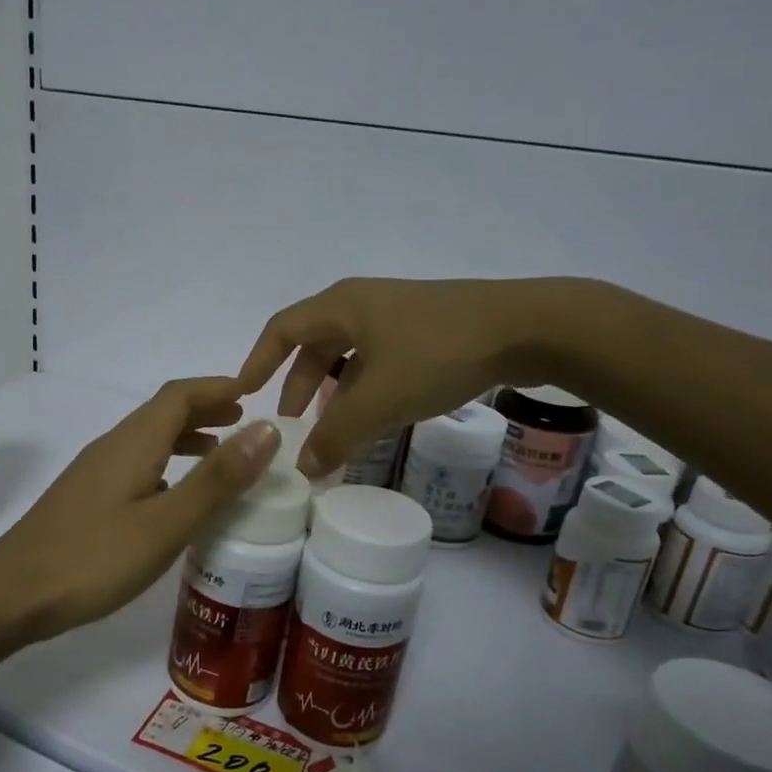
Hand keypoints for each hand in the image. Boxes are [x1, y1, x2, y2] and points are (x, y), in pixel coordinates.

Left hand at [0, 378, 280, 640]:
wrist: (13, 594)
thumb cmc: (94, 558)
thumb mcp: (167, 522)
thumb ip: (217, 479)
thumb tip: (266, 430)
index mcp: (133, 442)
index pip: (180, 395)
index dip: (218, 387)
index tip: (255, 393)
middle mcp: (112, 446)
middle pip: (163, 412)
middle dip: (206, 409)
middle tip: (245, 423)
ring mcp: (95, 472)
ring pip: (149, 439)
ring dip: (187, 437)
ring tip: (221, 454)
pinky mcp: (86, 497)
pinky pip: (136, 464)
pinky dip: (167, 464)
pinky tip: (176, 496)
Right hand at [236, 276, 601, 474]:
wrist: (527, 328)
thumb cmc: (438, 354)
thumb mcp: (378, 400)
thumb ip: (335, 436)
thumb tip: (303, 468)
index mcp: (340, 306)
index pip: (280, 330)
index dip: (258, 362)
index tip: (243, 395)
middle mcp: (362, 303)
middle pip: (314, 344)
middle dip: (298, 386)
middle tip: (292, 426)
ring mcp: (397, 314)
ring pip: (349, 355)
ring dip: (333, 392)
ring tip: (332, 429)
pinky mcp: (426, 329)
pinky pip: (378, 359)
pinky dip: (365, 388)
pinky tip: (376, 416)